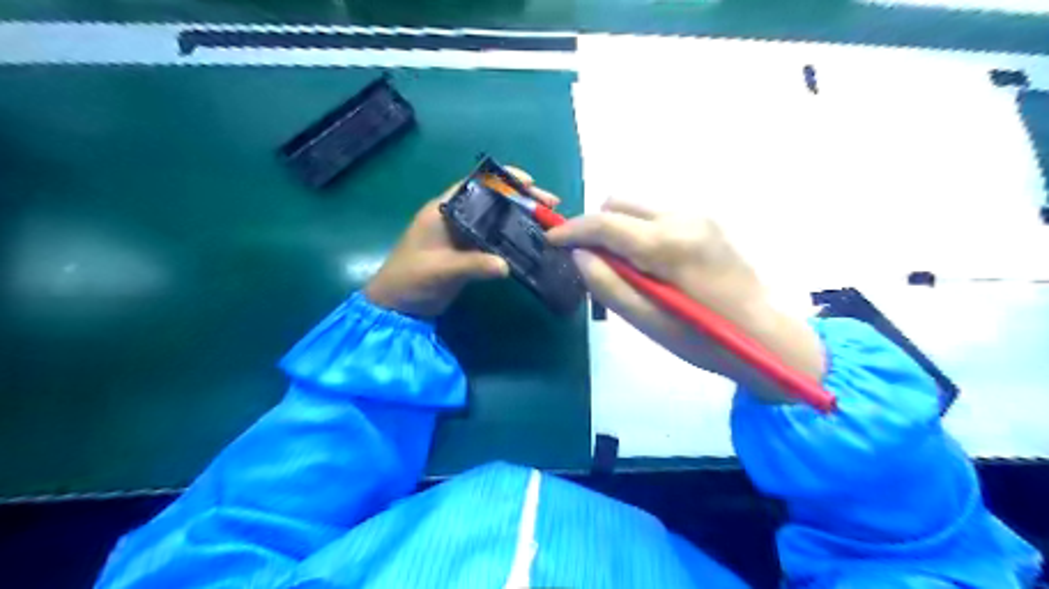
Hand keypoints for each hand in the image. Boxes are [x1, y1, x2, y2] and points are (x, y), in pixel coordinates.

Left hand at [366, 168, 561, 318]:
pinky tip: (533, 242)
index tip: (530, 181)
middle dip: (522, 198)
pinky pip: (496, 239)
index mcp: (445, 209)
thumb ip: (472, 265)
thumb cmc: (410, 279)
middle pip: (493, 199)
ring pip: (498, 219)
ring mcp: (464, 235)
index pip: (477, 183)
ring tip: (549, 222)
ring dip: (522, 218)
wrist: (397, 307)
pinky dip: (514, 238)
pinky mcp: (470, 252)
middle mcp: (457, 217)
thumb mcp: (440, 270)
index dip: (504, 178)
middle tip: (550, 204)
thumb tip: (506, 266)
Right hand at [544, 201, 822, 401]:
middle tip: (593, 263)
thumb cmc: (705, 339)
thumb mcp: (649, 322)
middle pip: (618, 203)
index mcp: (668, 244)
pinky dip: (640, 232)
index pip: (605, 222)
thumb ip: (608, 285)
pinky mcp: (706, 221)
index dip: (571, 230)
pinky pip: (657, 216)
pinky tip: (650, 264)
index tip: (551, 241)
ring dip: (619, 229)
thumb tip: (579, 254)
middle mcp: (683, 217)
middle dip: (596, 227)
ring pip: (637, 207)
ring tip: (624, 269)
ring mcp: (698, 215)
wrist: (766, 335)